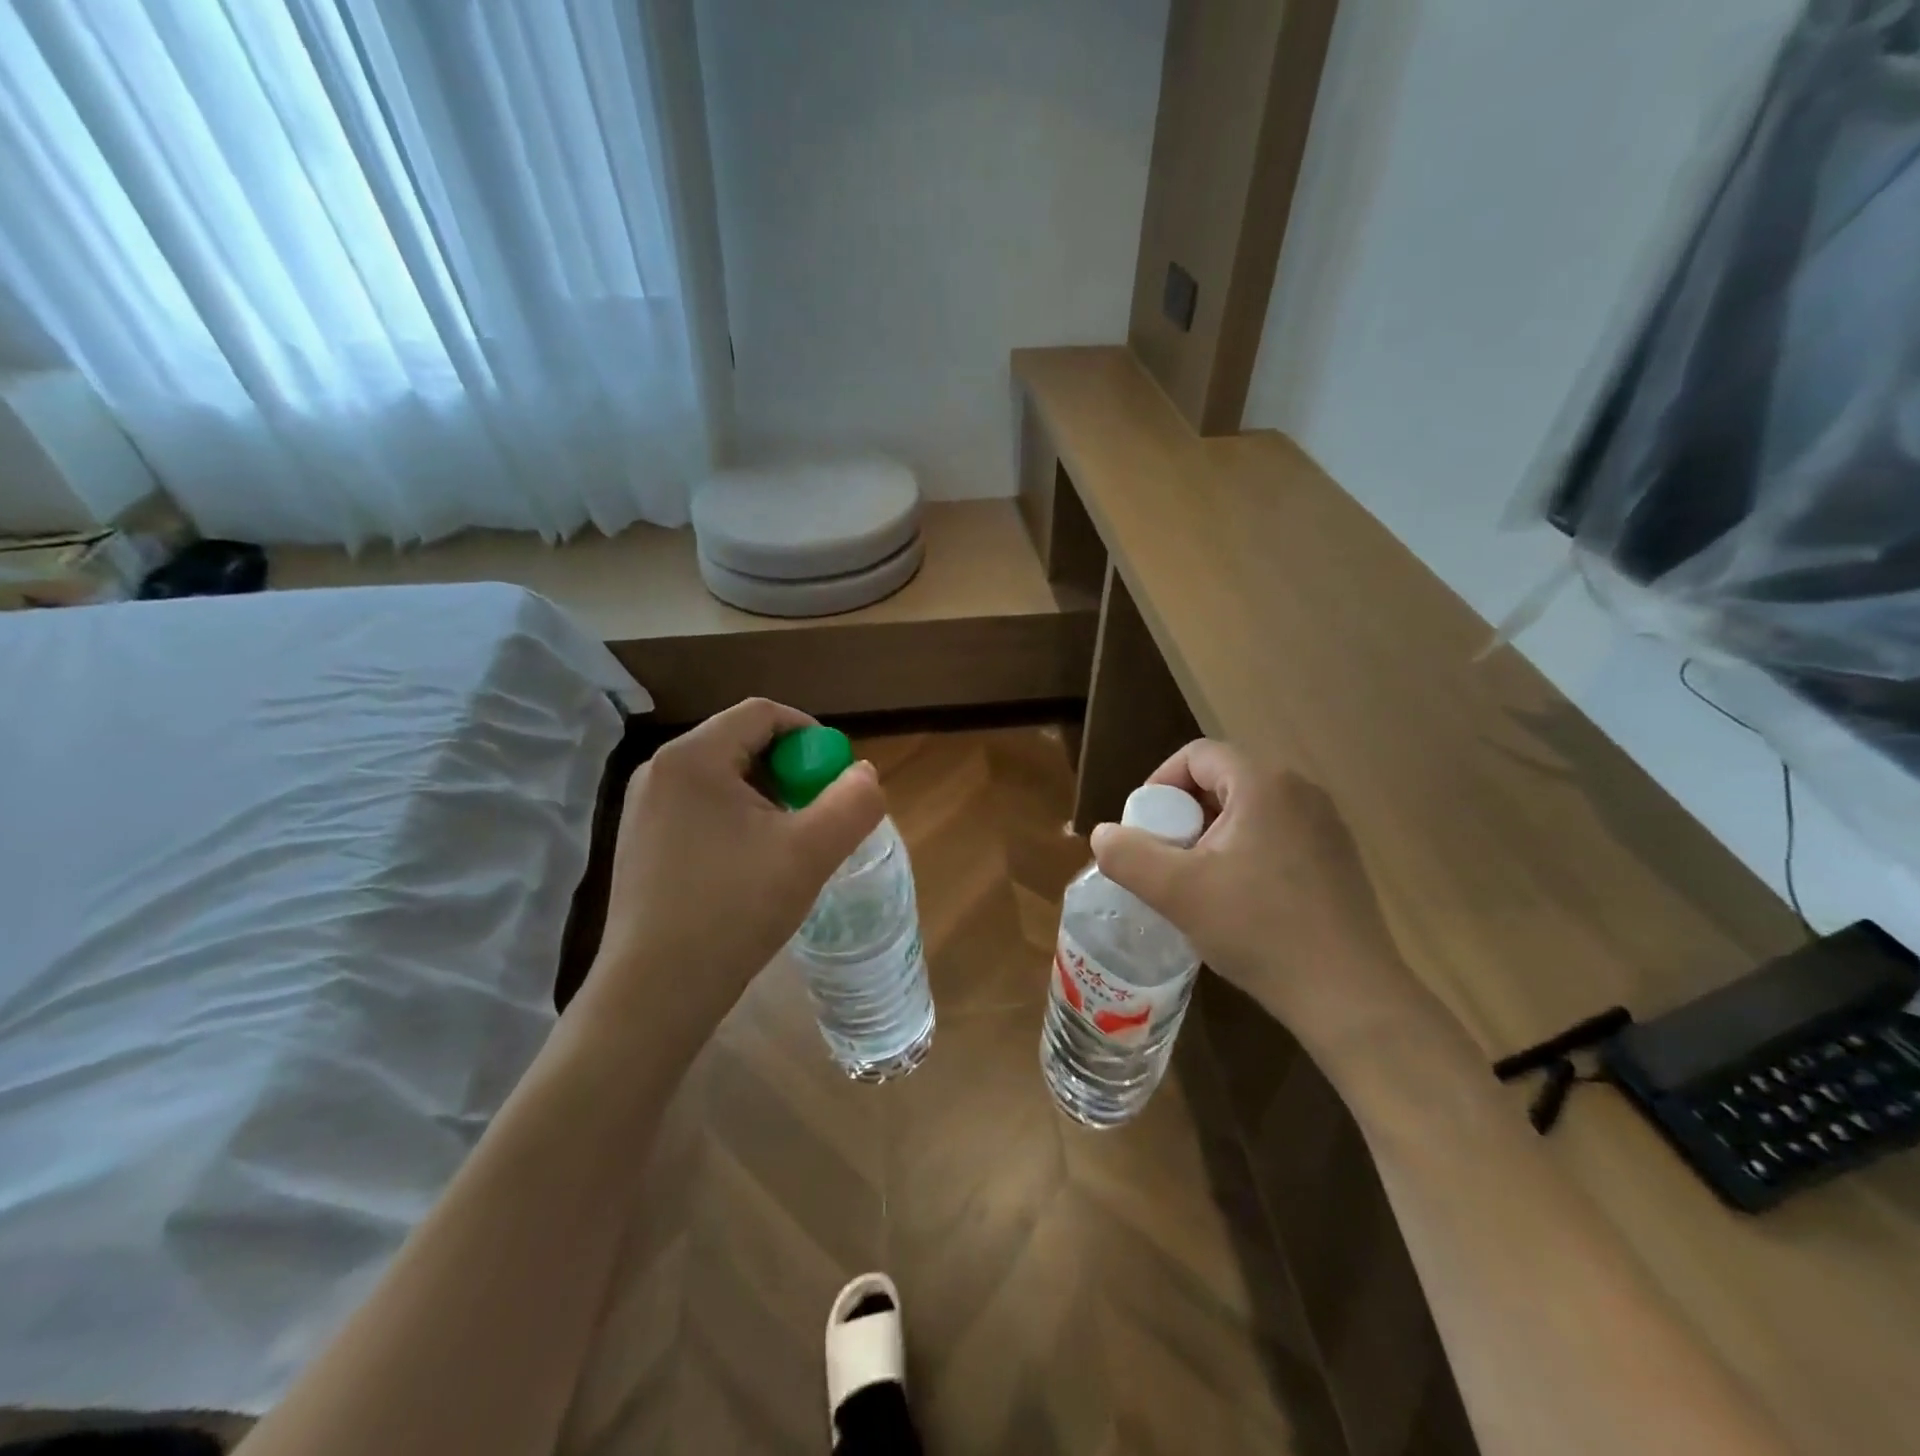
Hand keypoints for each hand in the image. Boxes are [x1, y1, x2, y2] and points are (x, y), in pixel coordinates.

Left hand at [580, 699, 884, 1039]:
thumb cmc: (733, 910)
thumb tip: (864, 774)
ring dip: (767, 799)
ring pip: (724, 779)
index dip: (811, 736)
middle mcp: (660, 771)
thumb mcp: (810, 852)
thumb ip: (853, 803)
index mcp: (693, 757)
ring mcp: (643, 809)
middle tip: (817, 816)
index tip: (835, 779)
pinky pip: (702, 809)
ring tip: (789, 847)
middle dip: (790, 772)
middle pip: (743, 743)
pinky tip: (752, 868)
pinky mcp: (641, 843)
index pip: (763, 714)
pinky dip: (738, 822)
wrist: (654, 993)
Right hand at [1090, 740, 1427, 1057]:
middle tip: (1165, 861)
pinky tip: (1239, 901)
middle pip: (1221, 781)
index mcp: (1264, 784)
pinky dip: (1245, 852)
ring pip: (1248, 810)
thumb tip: (1103, 835)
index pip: (1196, 756)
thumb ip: (1128, 855)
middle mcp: (1300, 791)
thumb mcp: (1176, 892)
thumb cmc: (1258, 930)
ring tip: (1196, 883)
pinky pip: (1275, 835)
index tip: (1144, 830)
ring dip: (1211, 836)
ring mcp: (1326, 825)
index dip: (1159, 784)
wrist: (1348, 995)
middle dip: (1183, 815)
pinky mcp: (1338, 859)